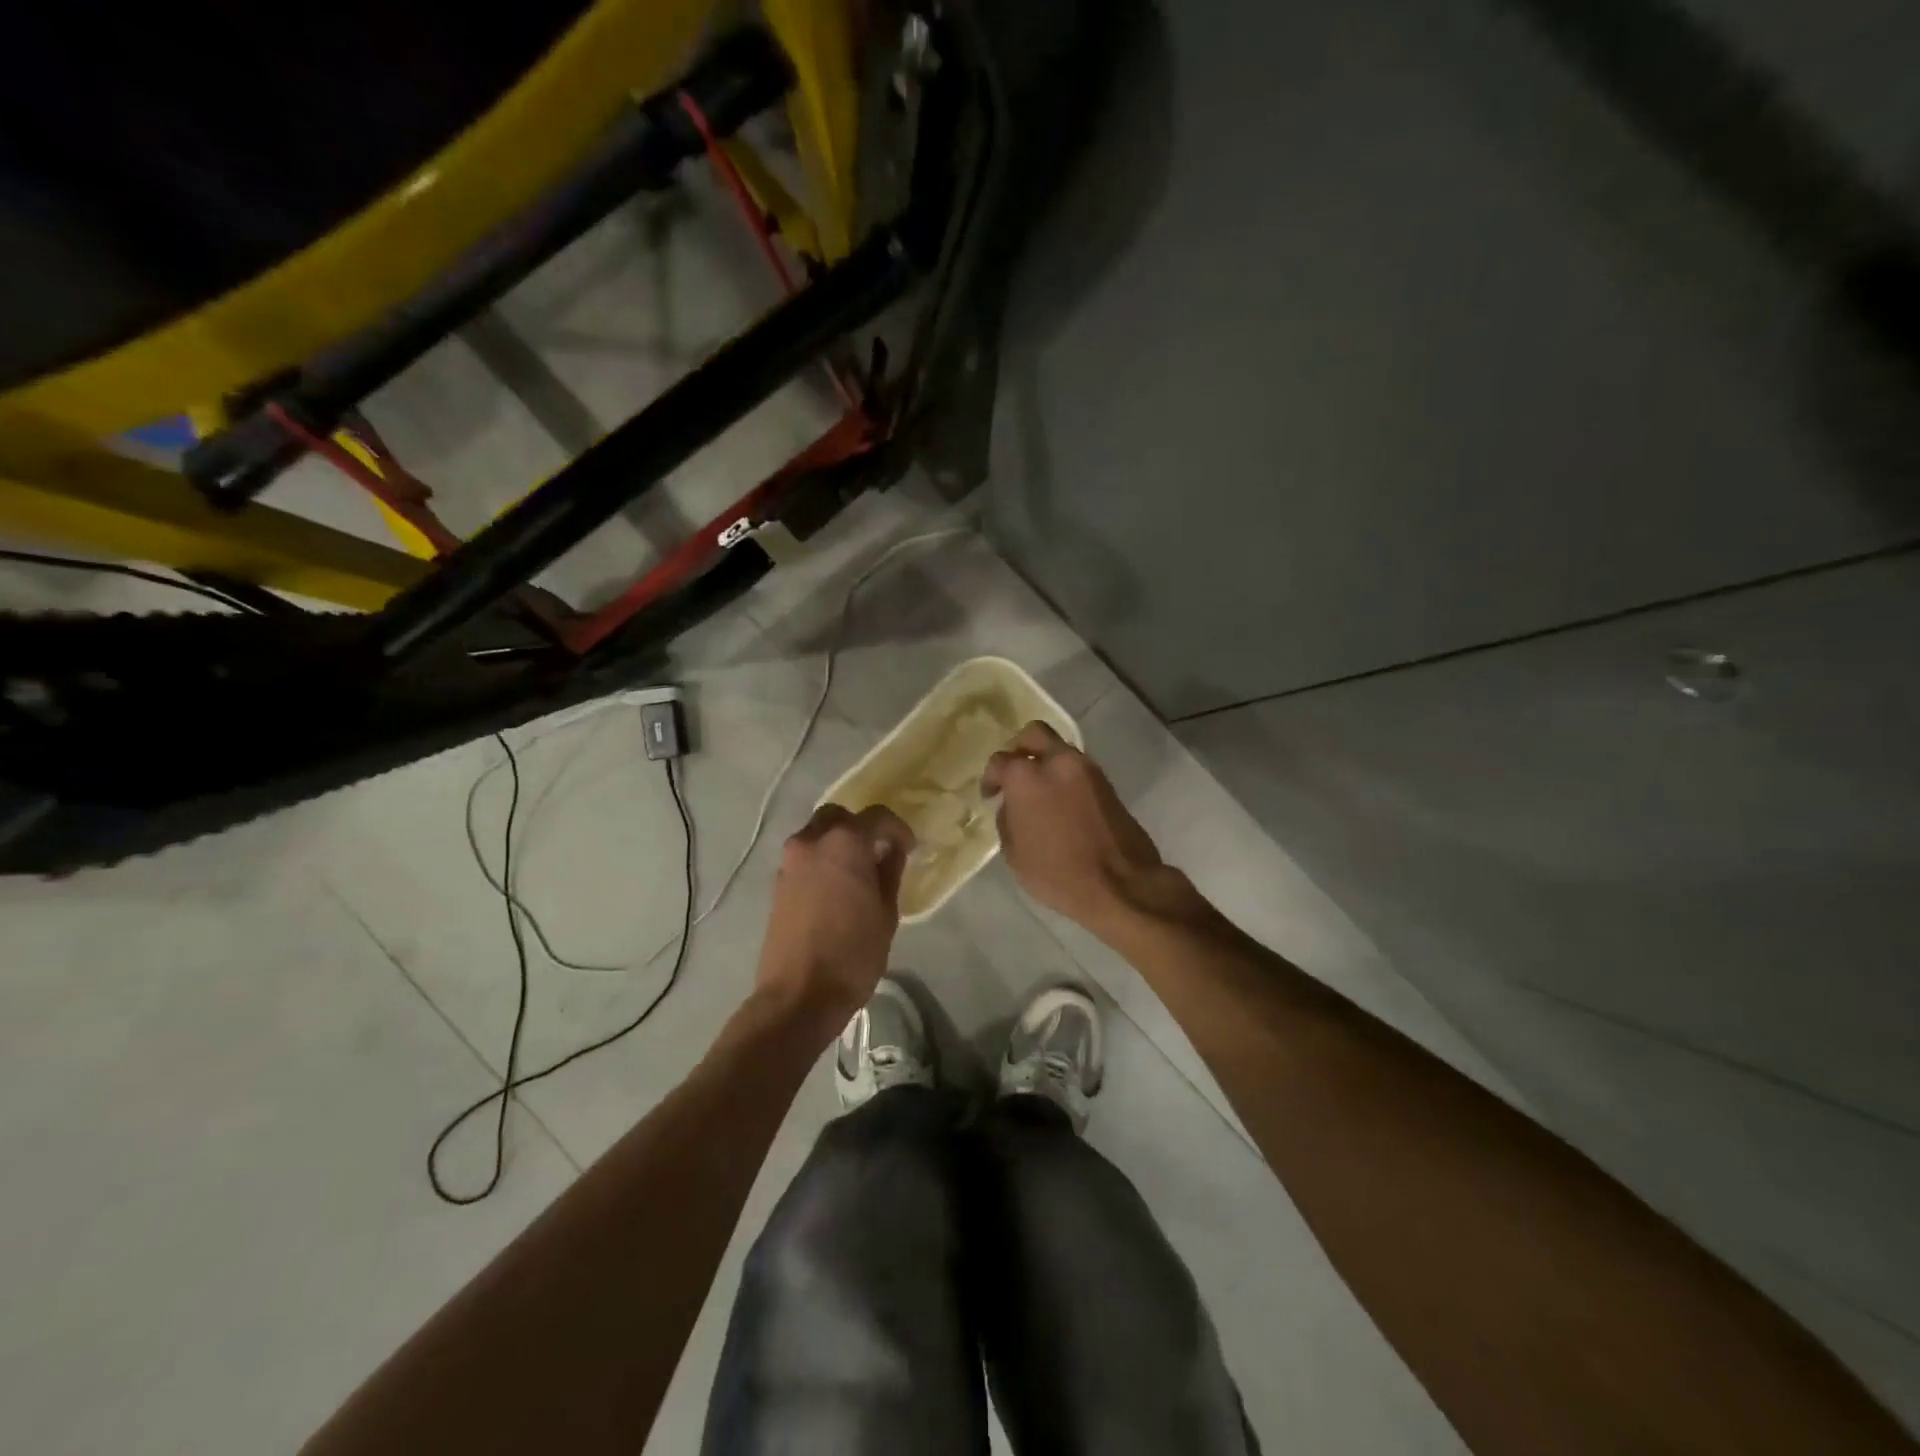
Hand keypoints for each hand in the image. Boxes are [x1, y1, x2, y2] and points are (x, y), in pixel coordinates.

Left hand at [755, 804, 915, 1033]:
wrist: (798, 995)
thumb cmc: (853, 953)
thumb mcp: (886, 913)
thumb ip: (889, 872)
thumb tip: (890, 851)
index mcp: (845, 842)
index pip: (877, 816)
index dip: (897, 829)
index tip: (908, 848)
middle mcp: (812, 841)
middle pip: (839, 816)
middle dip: (861, 827)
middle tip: (878, 853)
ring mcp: (790, 862)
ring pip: (817, 834)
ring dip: (838, 843)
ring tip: (858, 872)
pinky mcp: (777, 883)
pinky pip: (805, 857)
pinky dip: (822, 860)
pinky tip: (837, 887)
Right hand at [982, 721, 1169, 929]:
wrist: (1120, 884)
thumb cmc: (1058, 873)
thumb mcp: (1015, 854)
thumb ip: (1007, 820)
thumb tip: (1012, 806)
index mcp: (1027, 776)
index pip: (1000, 761)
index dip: (990, 778)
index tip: (991, 795)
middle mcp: (1058, 762)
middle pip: (1034, 734)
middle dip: (1019, 749)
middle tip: (1014, 773)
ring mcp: (1086, 769)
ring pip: (1059, 749)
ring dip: (1045, 762)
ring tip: (1039, 792)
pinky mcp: (1107, 783)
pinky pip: (1077, 768)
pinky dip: (1064, 776)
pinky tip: (1060, 802)